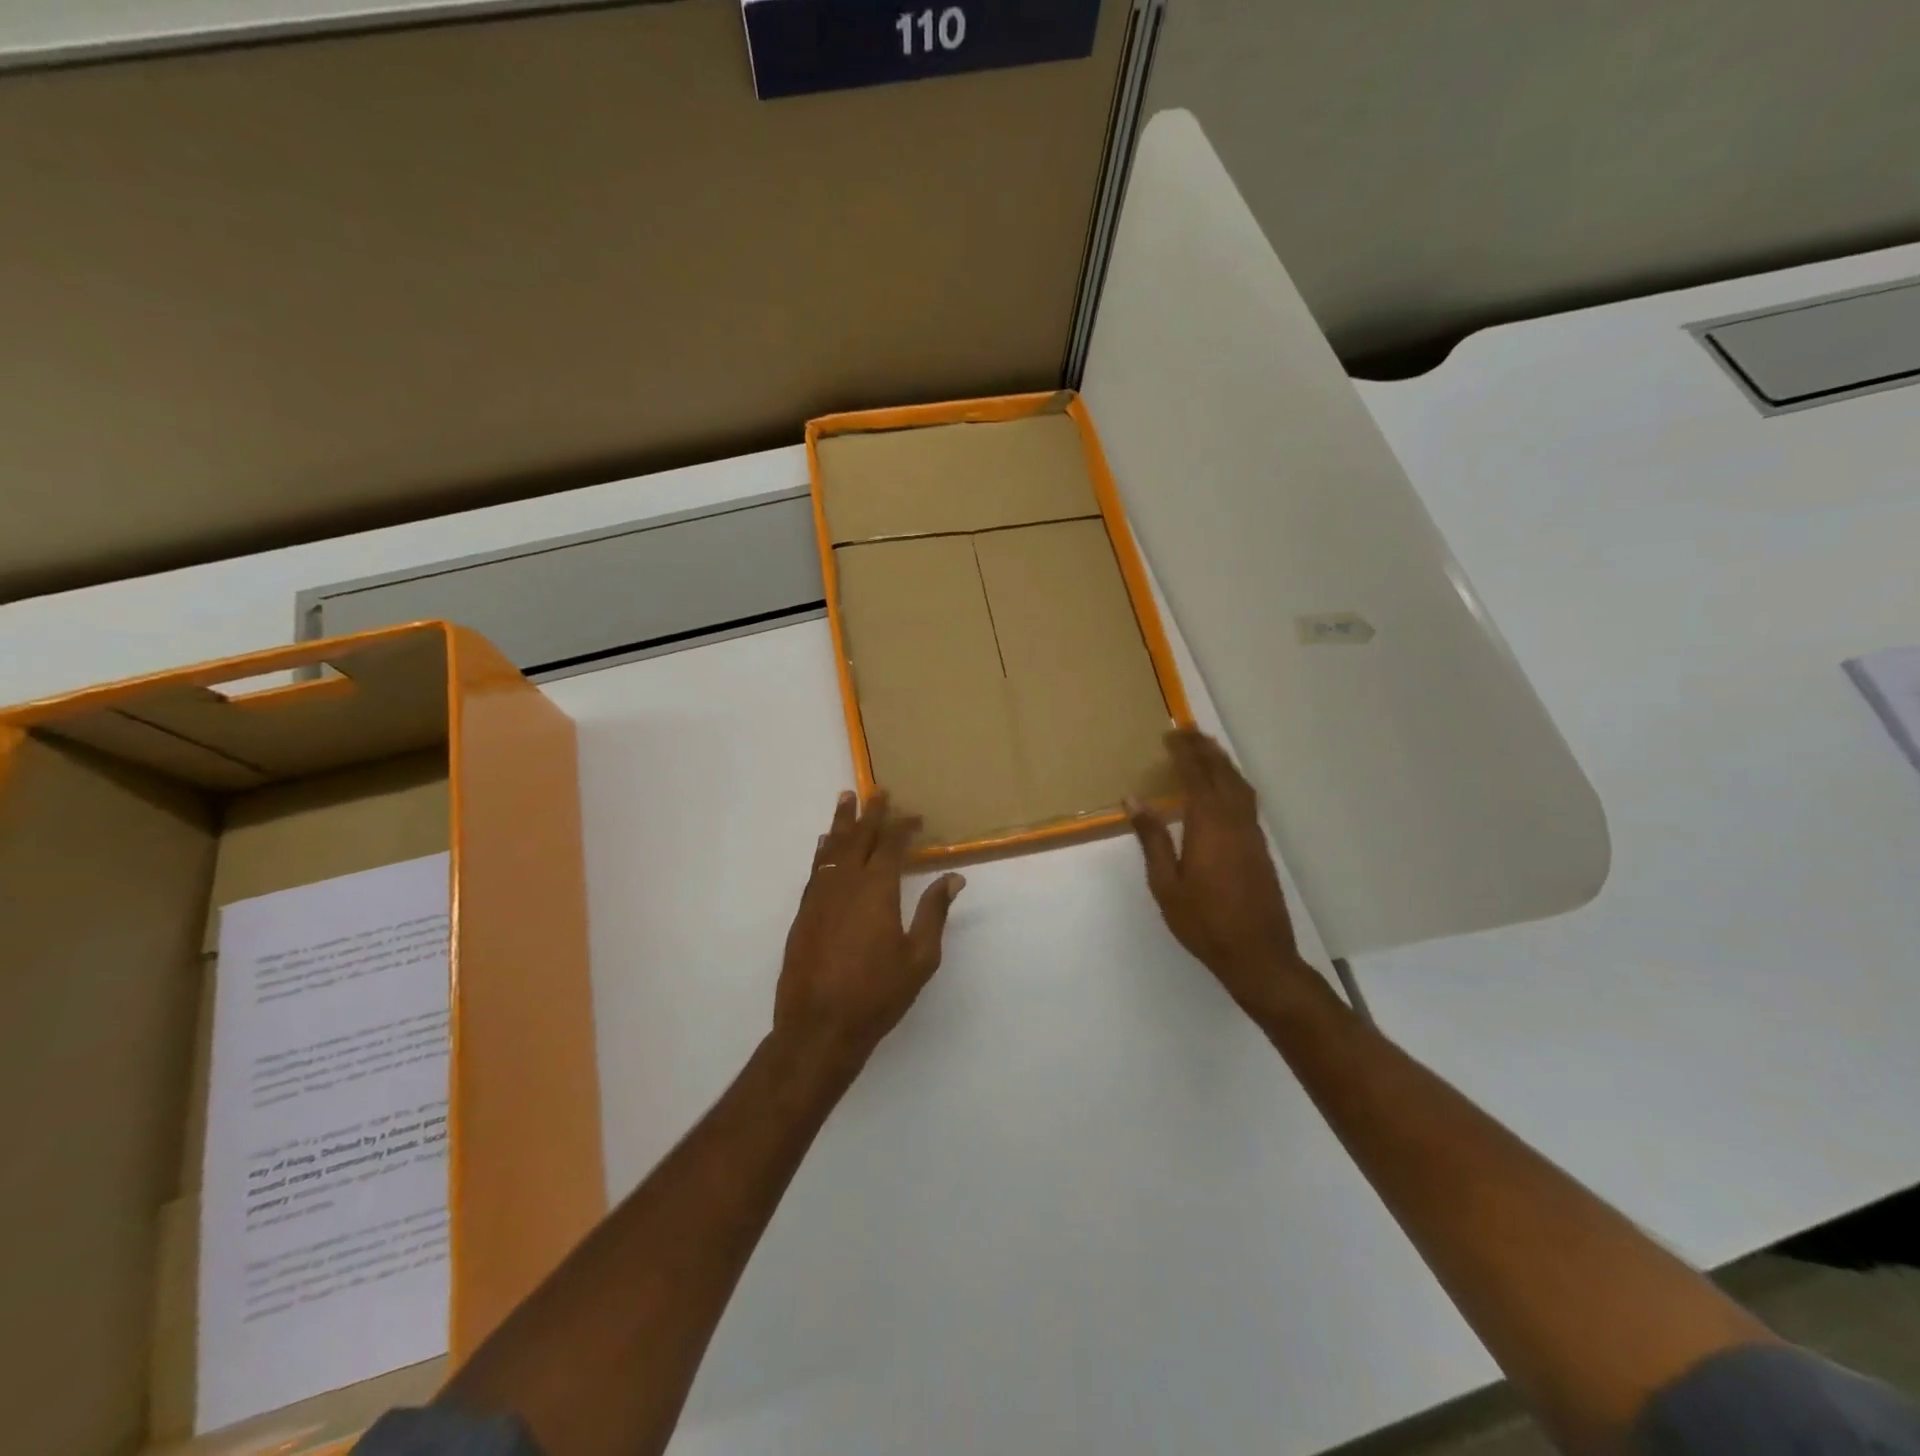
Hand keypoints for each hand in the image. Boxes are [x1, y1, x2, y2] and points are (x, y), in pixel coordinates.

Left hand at [775, 790, 964, 1066]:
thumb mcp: (919, 957)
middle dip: (871, 813)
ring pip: (833, 849)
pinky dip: (823, 851)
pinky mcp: (804, 913)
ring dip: (842, 823)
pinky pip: (816, 869)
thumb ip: (934, 913)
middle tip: (877, 790)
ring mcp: (820, 897)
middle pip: (859, 838)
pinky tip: (826, 845)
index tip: (915, 816)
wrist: (819, 1027)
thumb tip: (953, 878)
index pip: (892, 846)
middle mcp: (846, 884)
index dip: (904, 827)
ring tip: (846, 799)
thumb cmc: (877, 994)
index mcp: (877, 890)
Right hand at [1129, 730, 1312, 1020]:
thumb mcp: (1166, 884)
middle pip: (1221, 773)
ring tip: (1207, 747)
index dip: (1183, 753)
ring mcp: (1252, 833)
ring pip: (1240, 785)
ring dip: (1223, 762)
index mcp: (1209, 826)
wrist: (1258, 955)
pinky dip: (1234, 781)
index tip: (1170, 733)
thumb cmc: (1204, 923)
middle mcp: (1235, 821)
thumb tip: (1134, 800)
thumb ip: (1153, 839)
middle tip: (1187, 729)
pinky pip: (1247, 800)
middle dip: (1204, 749)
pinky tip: (1225, 787)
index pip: (1195, 776)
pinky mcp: (1261, 847)